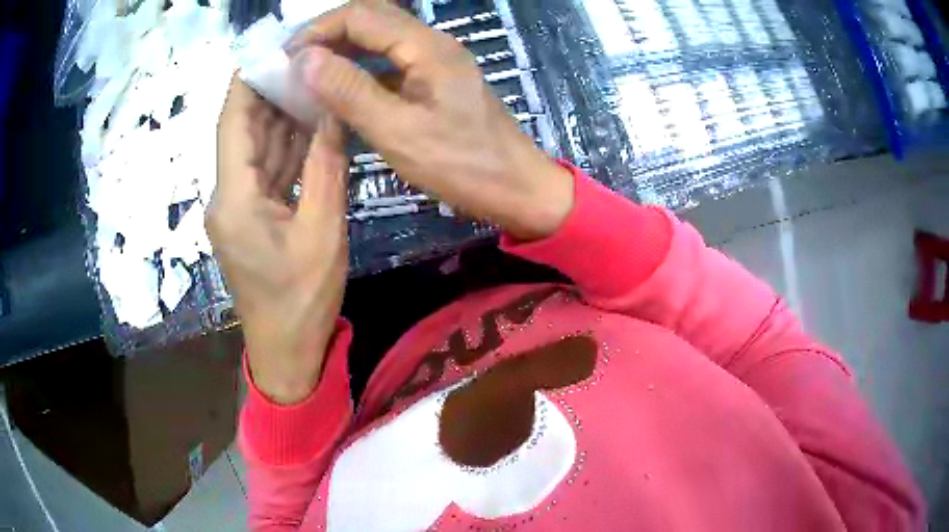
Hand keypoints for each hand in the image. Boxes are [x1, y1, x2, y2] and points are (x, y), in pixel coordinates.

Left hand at [207, 77, 348, 404]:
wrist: (286, 350)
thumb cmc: (302, 299)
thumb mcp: (322, 231)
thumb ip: (325, 167)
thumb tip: (331, 112)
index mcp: (235, 197)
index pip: (233, 121)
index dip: (248, 80)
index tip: (273, 48)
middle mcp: (226, 195)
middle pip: (243, 130)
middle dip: (271, 92)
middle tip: (307, 59)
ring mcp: (237, 207)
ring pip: (256, 149)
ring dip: (280, 117)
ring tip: (313, 82)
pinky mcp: (249, 217)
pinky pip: (265, 171)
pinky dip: (285, 147)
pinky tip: (308, 125)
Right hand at [293, 0, 573, 240]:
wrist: (516, 187)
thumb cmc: (462, 165)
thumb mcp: (398, 131)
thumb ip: (350, 91)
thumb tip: (304, 58)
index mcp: (426, 46)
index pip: (362, 15)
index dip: (318, 30)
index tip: (285, 58)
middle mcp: (432, 43)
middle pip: (372, 19)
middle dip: (328, 35)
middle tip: (293, 64)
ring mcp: (436, 61)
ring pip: (380, 39)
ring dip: (343, 50)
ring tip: (308, 75)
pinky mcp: (436, 81)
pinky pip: (390, 62)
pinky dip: (361, 69)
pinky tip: (341, 89)